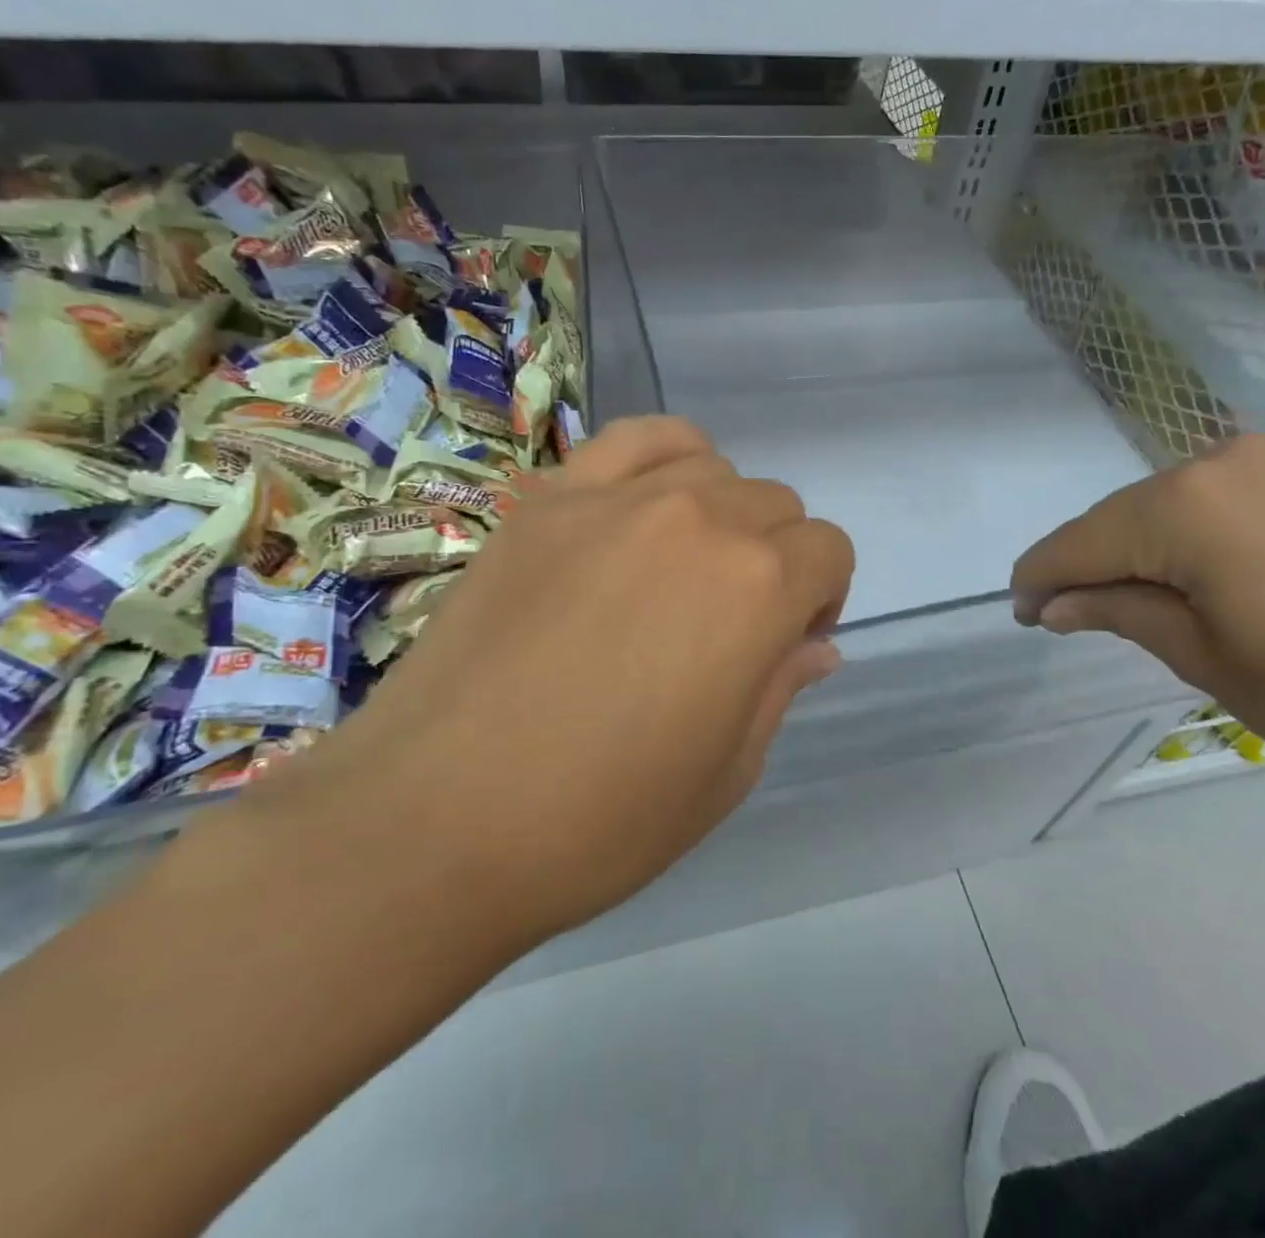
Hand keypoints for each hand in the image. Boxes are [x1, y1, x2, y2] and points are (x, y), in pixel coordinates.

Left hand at [267, 417, 853, 955]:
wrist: (434, 822)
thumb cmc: (601, 819)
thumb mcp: (726, 773)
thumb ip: (780, 688)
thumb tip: (814, 646)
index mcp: (759, 588)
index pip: (829, 551)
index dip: (822, 598)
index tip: (785, 645)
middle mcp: (701, 520)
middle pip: (776, 504)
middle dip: (777, 559)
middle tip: (730, 623)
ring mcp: (617, 500)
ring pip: (713, 469)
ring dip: (723, 513)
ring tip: (683, 570)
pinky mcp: (549, 501)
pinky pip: (632, 441)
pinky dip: (663, 460)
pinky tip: (646, 506)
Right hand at [1010, 435, 1264, 795]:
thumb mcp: (1204, 658)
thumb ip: (1118, 612)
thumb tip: (1053, 604)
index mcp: (1185, 507)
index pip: (1080, 541)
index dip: (1040, 579)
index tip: (1018, 613)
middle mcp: (1219, 462)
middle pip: (1118, 517)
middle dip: (1084, 565)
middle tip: (1062, 616)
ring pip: (1161, 507)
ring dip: (1131, 551)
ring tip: (1120, 603)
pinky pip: (1209, 501)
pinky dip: (1179, 537)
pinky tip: (1181, 575)